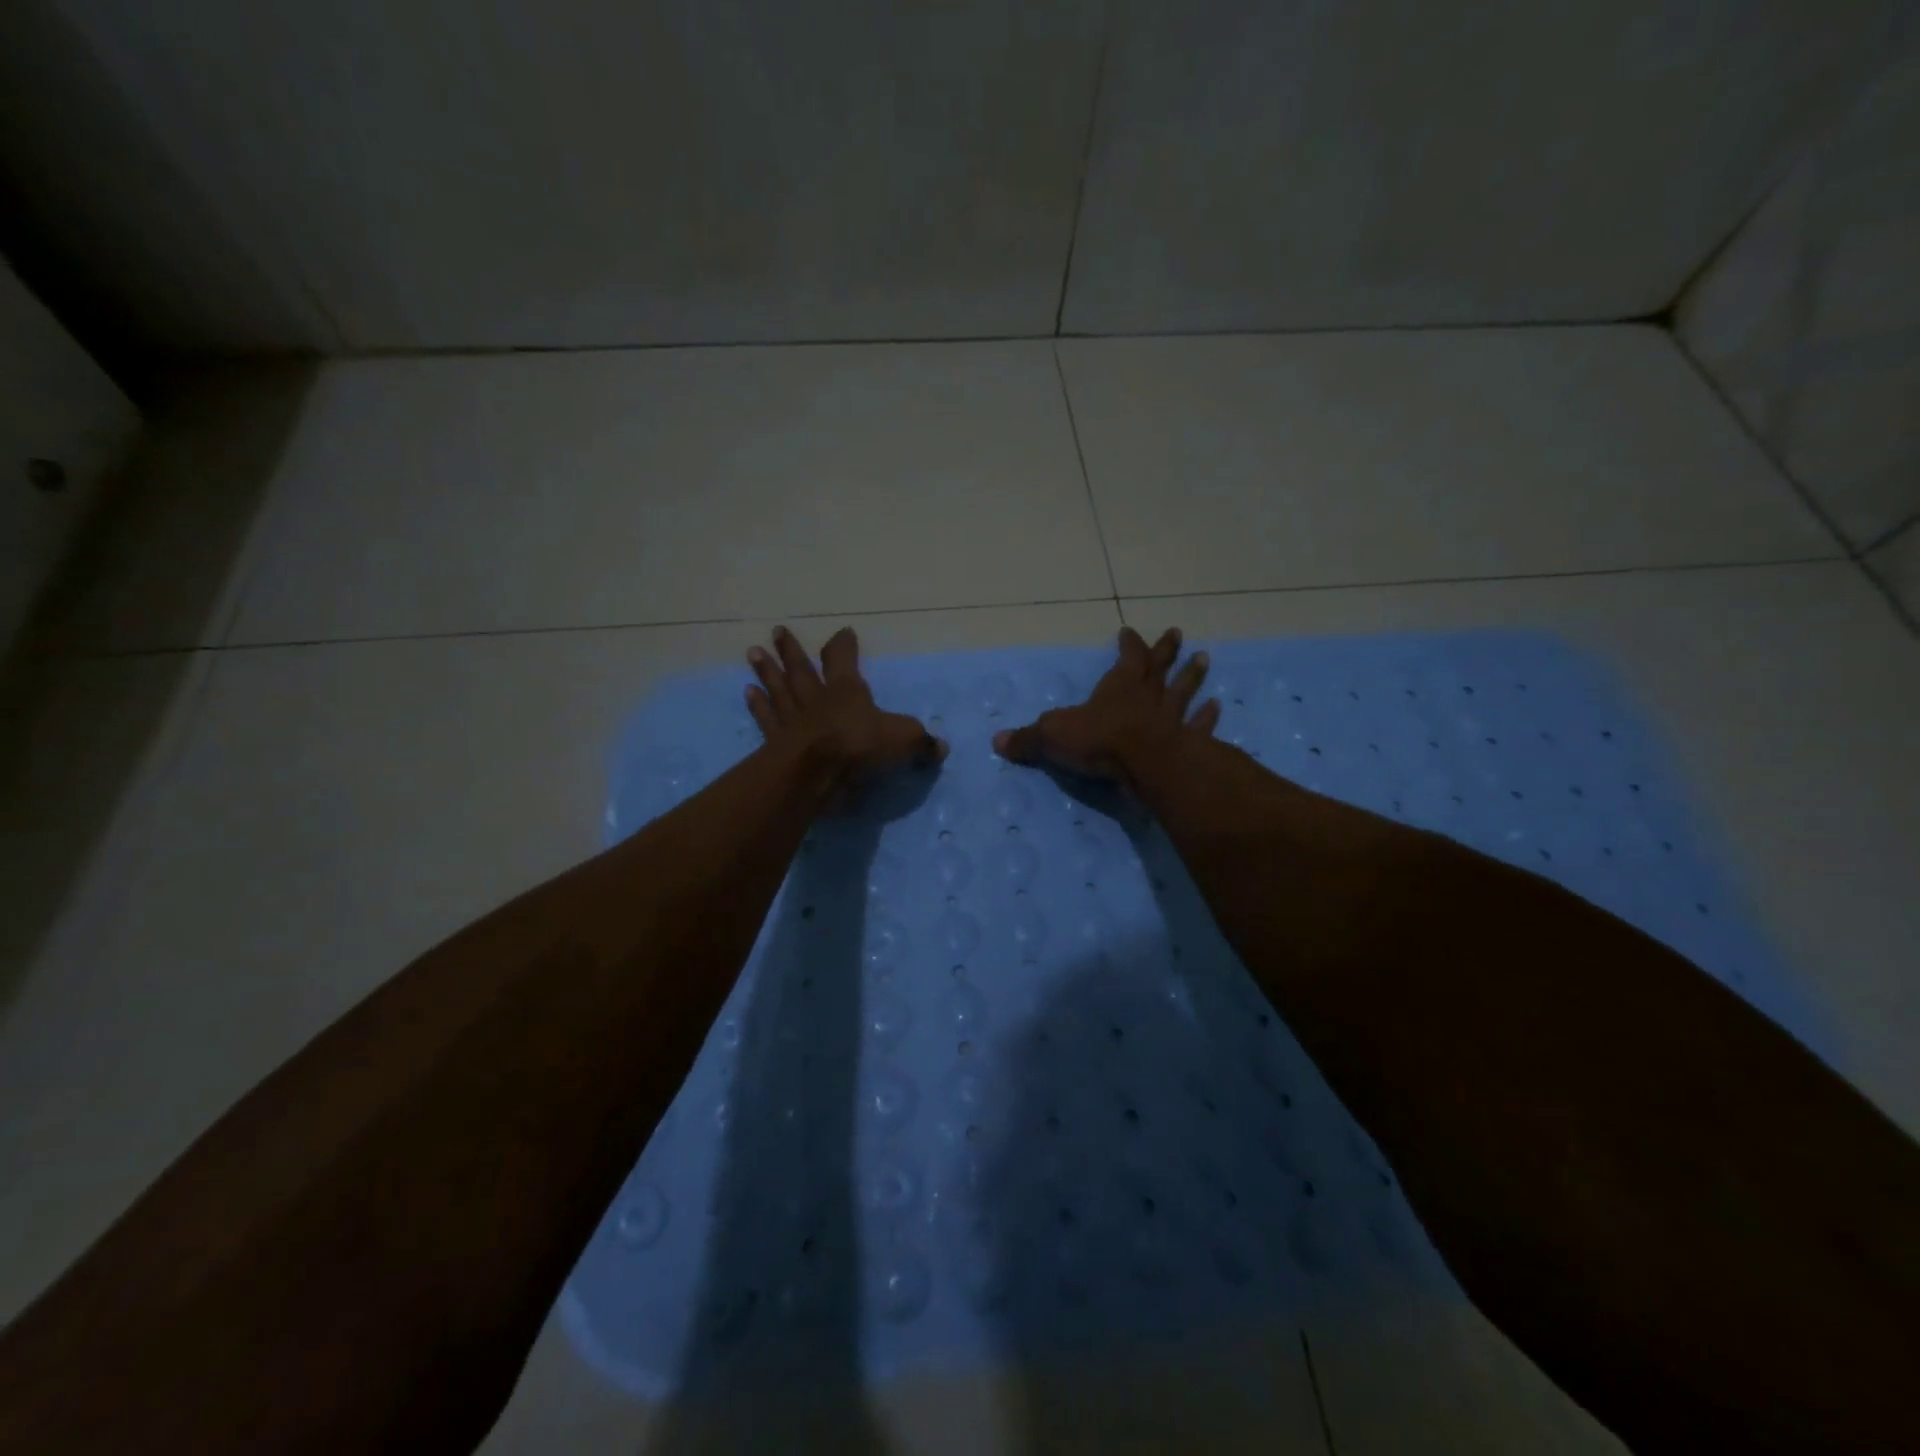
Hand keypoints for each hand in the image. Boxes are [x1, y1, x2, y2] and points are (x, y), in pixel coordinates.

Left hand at [745, 626, 946, 793]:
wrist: (817, 774)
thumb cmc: (860, 747)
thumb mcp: (903, 740)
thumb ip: (921, 742)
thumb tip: (940, 746)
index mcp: (846, 690)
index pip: (843, 660)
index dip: (843, 646)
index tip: (843, 633)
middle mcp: (816, 698)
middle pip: (801, 668)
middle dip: (792, 649)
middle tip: (778, 631)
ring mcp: (792, 719)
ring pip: (778, 688)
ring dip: (767, 670)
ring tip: (754, 652)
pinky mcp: (776, 742)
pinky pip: (765, 718)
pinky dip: (757, 705)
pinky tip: (748, 692)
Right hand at [993, 626, 1218, 784]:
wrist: (1146, 765)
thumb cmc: (1100, 741)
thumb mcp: (1053, 736)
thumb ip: (1028, 740)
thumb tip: (996, 742)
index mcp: (1118, 686)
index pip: (1127, 657)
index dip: (1129, 644)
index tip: (1129, 632)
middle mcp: (1148, 695)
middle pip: (1160, 667)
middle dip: (1166, 651)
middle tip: (1178, 633)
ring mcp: (1172, 717)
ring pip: (1184, 690)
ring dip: (1193, 676)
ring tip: (1206, 659)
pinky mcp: (1188, 741)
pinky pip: (1199, 725)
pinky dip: (1207, 717)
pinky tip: (1217, 707)